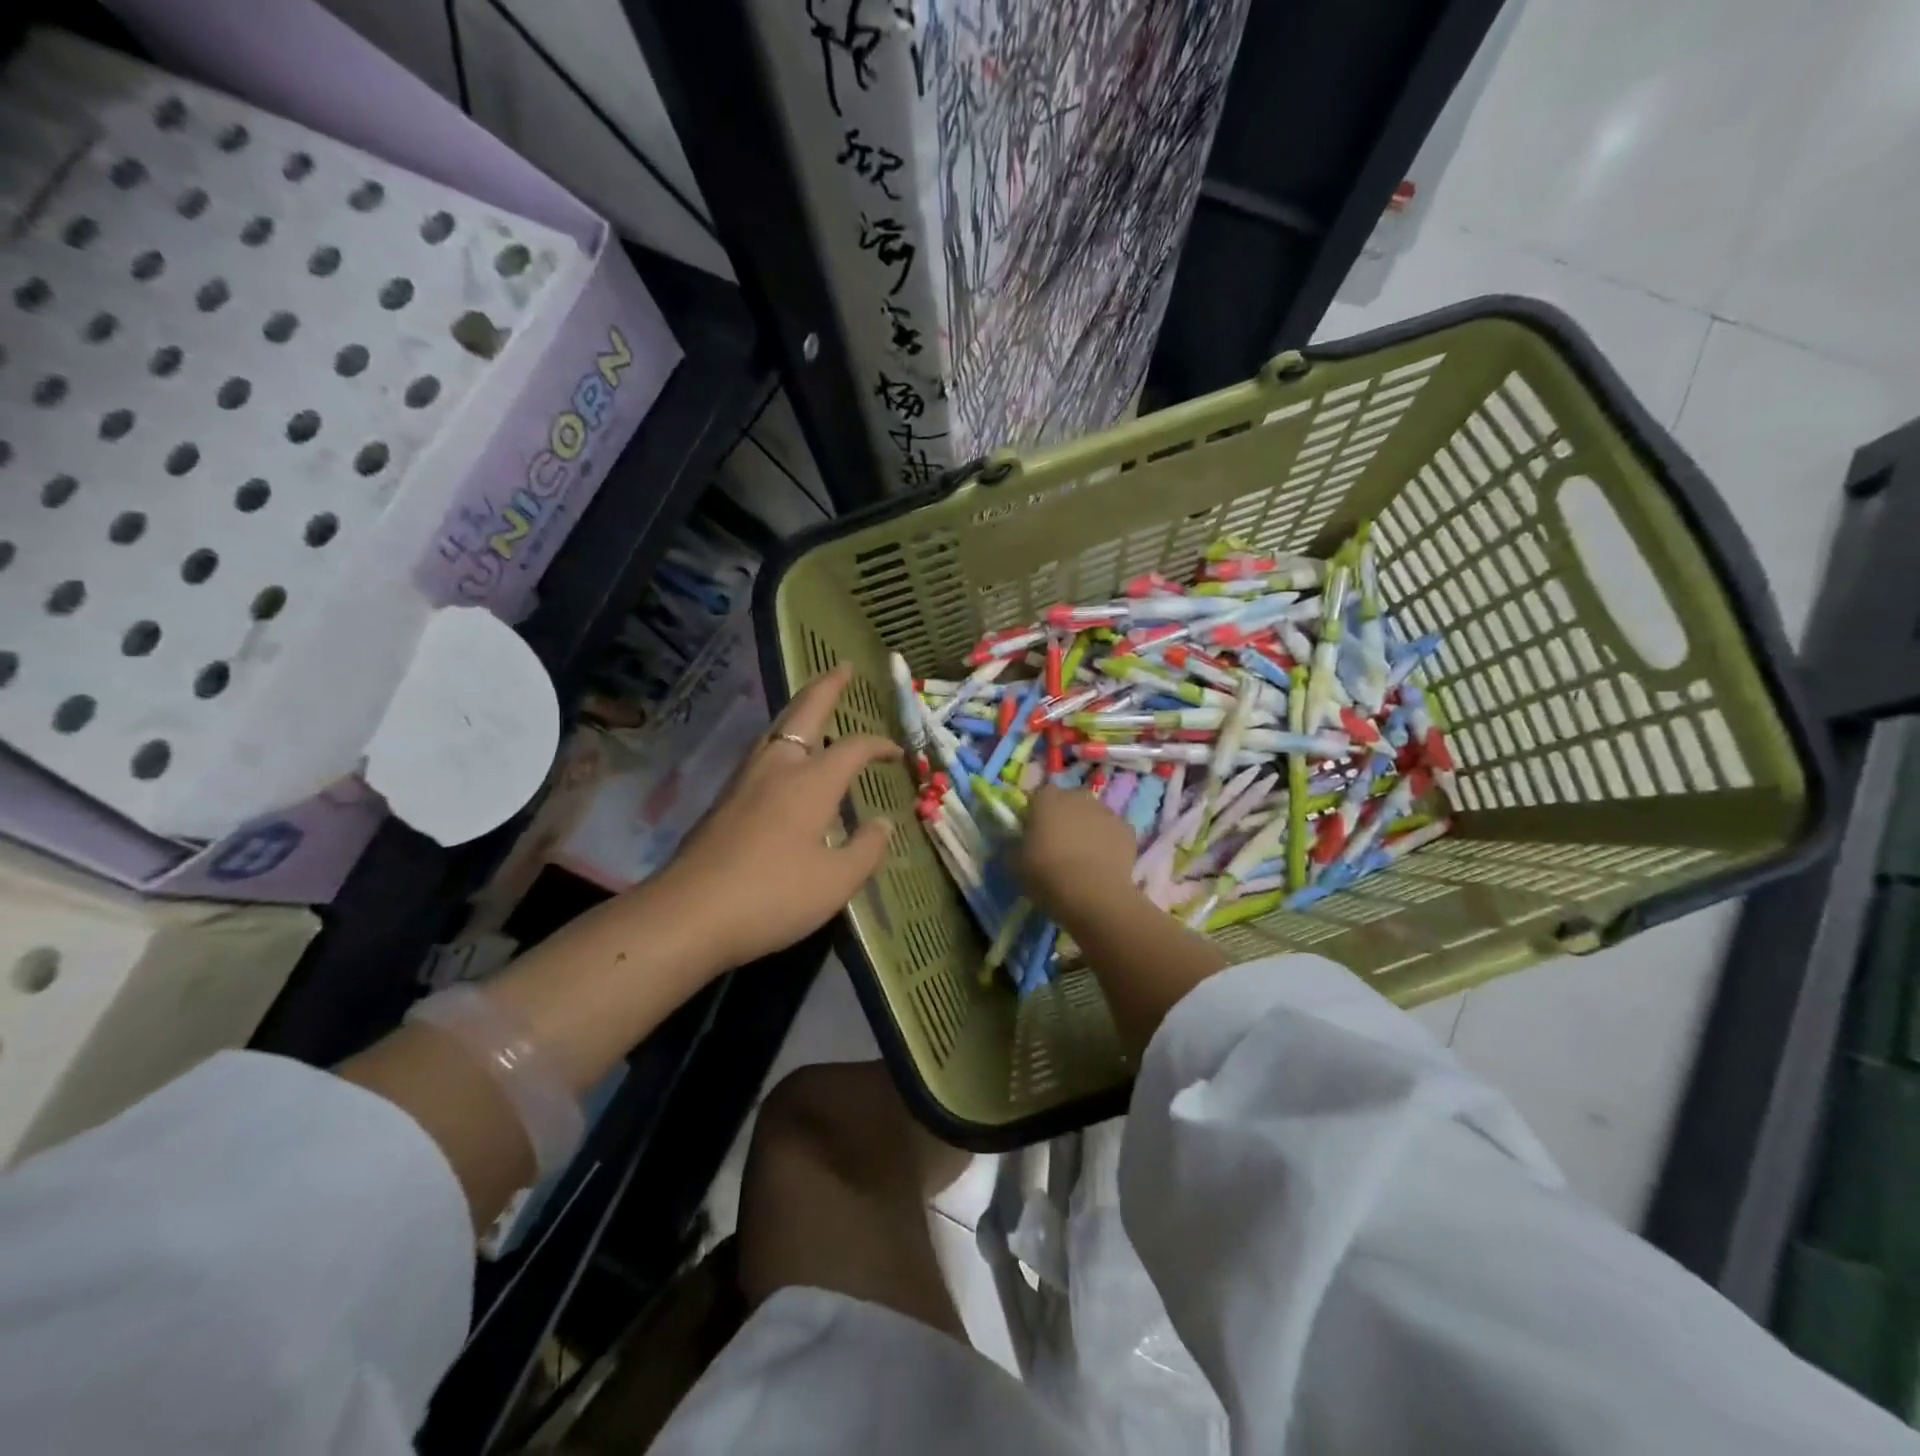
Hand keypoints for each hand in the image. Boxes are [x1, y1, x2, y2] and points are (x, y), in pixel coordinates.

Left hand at [648, 663, 900, 974]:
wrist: (687, 914)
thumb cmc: (772, 896)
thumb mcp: (836, 883)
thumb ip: (866, 849)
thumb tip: (882, 824)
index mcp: (811, 781)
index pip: (854, 748)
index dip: (879, 744)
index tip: (896, 752)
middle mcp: (777, 767)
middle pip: (804, 712)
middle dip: (827, 687)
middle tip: (842, 667)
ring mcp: (745, 781)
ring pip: (776, 728)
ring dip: (799, 710)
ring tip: (814, 706)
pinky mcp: (724, 800)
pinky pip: (762, 752)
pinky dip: (782, 739)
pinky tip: (783, 760)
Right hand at [1015, 784, 1140, 925]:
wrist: (1092, 894)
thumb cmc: (1046, 874)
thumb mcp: (1014, 863)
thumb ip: (1013, 846)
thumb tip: (1014, 843)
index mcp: (1047, 798)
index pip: (1040, 796)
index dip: (1038, 813)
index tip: (1035, 833)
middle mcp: (1078, 797)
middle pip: (1070, 801)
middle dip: (1066, 817)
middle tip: (1060, 844)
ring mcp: (1106, 811)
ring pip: (1094, 816)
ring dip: (1089, 828)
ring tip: (1084, 858)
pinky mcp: (1128, 830)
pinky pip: (1113, 833)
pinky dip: (1109, 843)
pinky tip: (1104, 864)